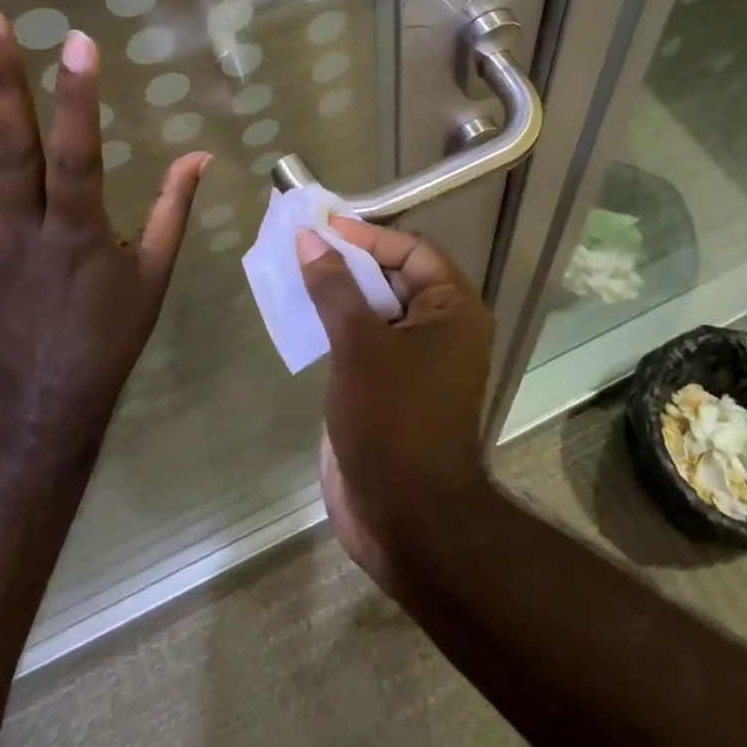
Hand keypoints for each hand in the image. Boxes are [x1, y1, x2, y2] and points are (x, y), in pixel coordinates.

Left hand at [0, 8, 210, 443]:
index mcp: (82, 234)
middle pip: (12, 152)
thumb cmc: (109, 334)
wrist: (44, 404)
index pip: (79, 156)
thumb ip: (174, 207)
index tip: (79, 42)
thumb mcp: (155, 273)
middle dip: (1, 85)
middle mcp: (26, 232)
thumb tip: (201, 154)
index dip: (79, 100)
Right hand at [296, 220, 496, 590]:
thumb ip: (335, 289)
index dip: (367, 236)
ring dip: (338, 294)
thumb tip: (310, 240)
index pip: (411, 251)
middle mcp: (442, 329)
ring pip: (375, 311)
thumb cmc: (394, 419)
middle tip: (301, 245)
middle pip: (393, 278)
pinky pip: (364, 343)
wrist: (408, 519)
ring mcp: (417, 361)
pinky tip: (300, 318)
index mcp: (453, 309)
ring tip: (293, 273)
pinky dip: (336, 327)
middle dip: (348, 262)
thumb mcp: (360, 345)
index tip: (322, 227)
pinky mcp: (392, 389)